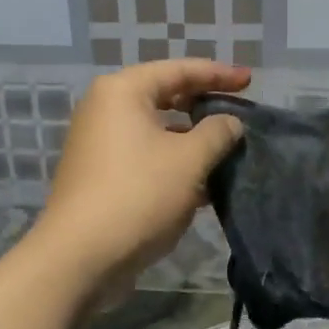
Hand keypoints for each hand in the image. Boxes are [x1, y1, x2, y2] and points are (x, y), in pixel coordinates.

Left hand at [29, 59, 248, 295]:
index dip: (218, 74)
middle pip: (165, 95)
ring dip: (191, 138)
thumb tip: (230, 122)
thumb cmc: (138, 195)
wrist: (79, 258)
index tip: (249, 79)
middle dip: (204, 104)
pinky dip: (173, 161)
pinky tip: (204, 182)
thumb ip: (217, 133)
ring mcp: (99, 143)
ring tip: (227, 149)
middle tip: (239, 111)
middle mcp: (105, 109)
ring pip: (156, 129)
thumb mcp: (189, 160)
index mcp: (123, 91)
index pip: (179, 70)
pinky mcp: (100, 174)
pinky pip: (145, 155)